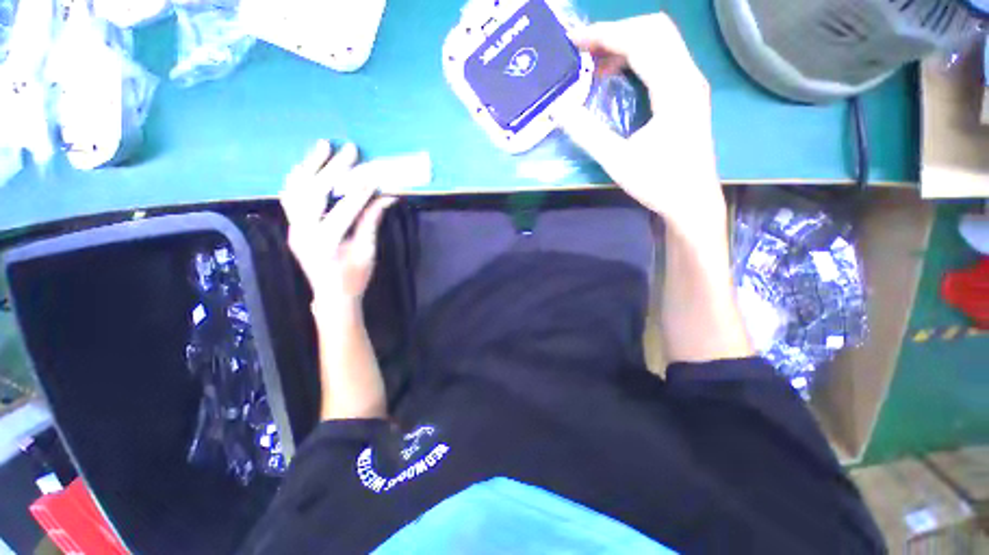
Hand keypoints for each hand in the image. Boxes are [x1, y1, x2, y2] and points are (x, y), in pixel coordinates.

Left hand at [280, 140, 395, 308]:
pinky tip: (309, 166)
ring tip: (322, 146)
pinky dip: (299, 178)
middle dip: (333, 168)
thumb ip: (372, 222)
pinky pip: (290, 197)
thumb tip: (386, 198)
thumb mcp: (367, 251)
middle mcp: (303, 232)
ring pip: (295, 189)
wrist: (331, 296)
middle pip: (314, 191)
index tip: (374, 175)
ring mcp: (293, 228)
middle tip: (348, 149)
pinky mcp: (292, 227)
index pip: (344, 209)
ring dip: (309, 165)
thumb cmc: (353, 278)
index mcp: (326, 242)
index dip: (361, 191)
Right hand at [562, 14, 726, 236]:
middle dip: (615, 31)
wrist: (692, 202)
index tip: (574, 43)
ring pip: (660, 40)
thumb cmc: (659, 184)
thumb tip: (559, 109)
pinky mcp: (687, 93)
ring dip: (625, 42)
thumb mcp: (618, 162)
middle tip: (583, 49)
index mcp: (675, 88)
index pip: (641, 40)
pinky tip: (614, 74)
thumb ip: (587, 133)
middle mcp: (688, 76)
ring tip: (593, 61)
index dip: (605, 34)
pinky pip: (661, 58)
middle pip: (655, 28)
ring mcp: (690, 83)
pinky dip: (635, 57)